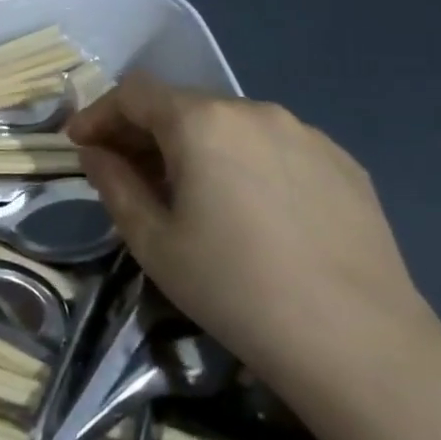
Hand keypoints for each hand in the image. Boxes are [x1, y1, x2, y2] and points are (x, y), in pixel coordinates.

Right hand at [67, 72, 440, 409]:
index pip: (134, 94)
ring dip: (194, 146)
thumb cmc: (235, 289)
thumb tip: (96, 154)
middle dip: (143, 131)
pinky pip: (273, 146)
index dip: (98, 114)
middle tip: (126, 172)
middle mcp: (255, 111)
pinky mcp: (344, 164)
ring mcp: (306, 135)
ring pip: (229, 124)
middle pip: (182, 104)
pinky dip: (242, 161)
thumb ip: (114, 184)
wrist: (360, 345)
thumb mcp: (152, 240)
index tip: (80, 145)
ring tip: (187, 193)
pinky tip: (247, 208)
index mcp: (202, 122)